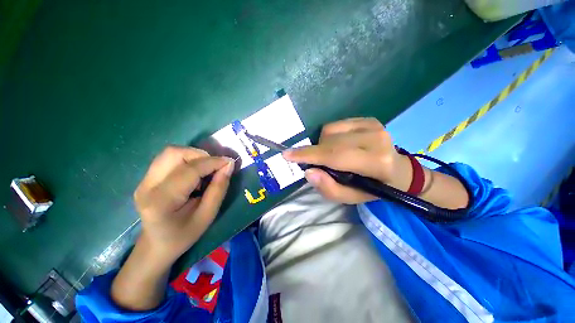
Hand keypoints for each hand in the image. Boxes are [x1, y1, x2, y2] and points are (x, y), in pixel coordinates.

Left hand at [134, 146, 233, 262]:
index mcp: (162, 201)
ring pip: (171, 152)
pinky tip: (194, 174)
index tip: (230, 163)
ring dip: (194, 156)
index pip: (190, 170)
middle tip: (215, 167)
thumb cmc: (184, 235)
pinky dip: (187, 160)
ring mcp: (144, 180)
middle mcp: (147, 186)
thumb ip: (219, 189)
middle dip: (201, 155)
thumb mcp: (208, 215)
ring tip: (205, 170)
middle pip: (174, 153)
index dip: (213, 162)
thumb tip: (228, 165)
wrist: (156, 245)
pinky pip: (169, 158)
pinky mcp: (146, 178)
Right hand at [283, 118, 411, 203]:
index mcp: (376, 162)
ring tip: (333, 156)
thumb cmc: (374, 188)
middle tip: (316, 163)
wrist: (399, 171)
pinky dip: (330, 136)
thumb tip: (308, 171)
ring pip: (329, 130)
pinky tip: (340, 145)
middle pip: (329, 141)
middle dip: (315, 152)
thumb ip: (329, 188)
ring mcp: (373, 125)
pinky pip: (336, 124)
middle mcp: (376, 138)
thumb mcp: (351, 198)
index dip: (308, 154)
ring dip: (323, 144)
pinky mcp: (369, 119)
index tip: (287, 155)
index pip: (335, 155)